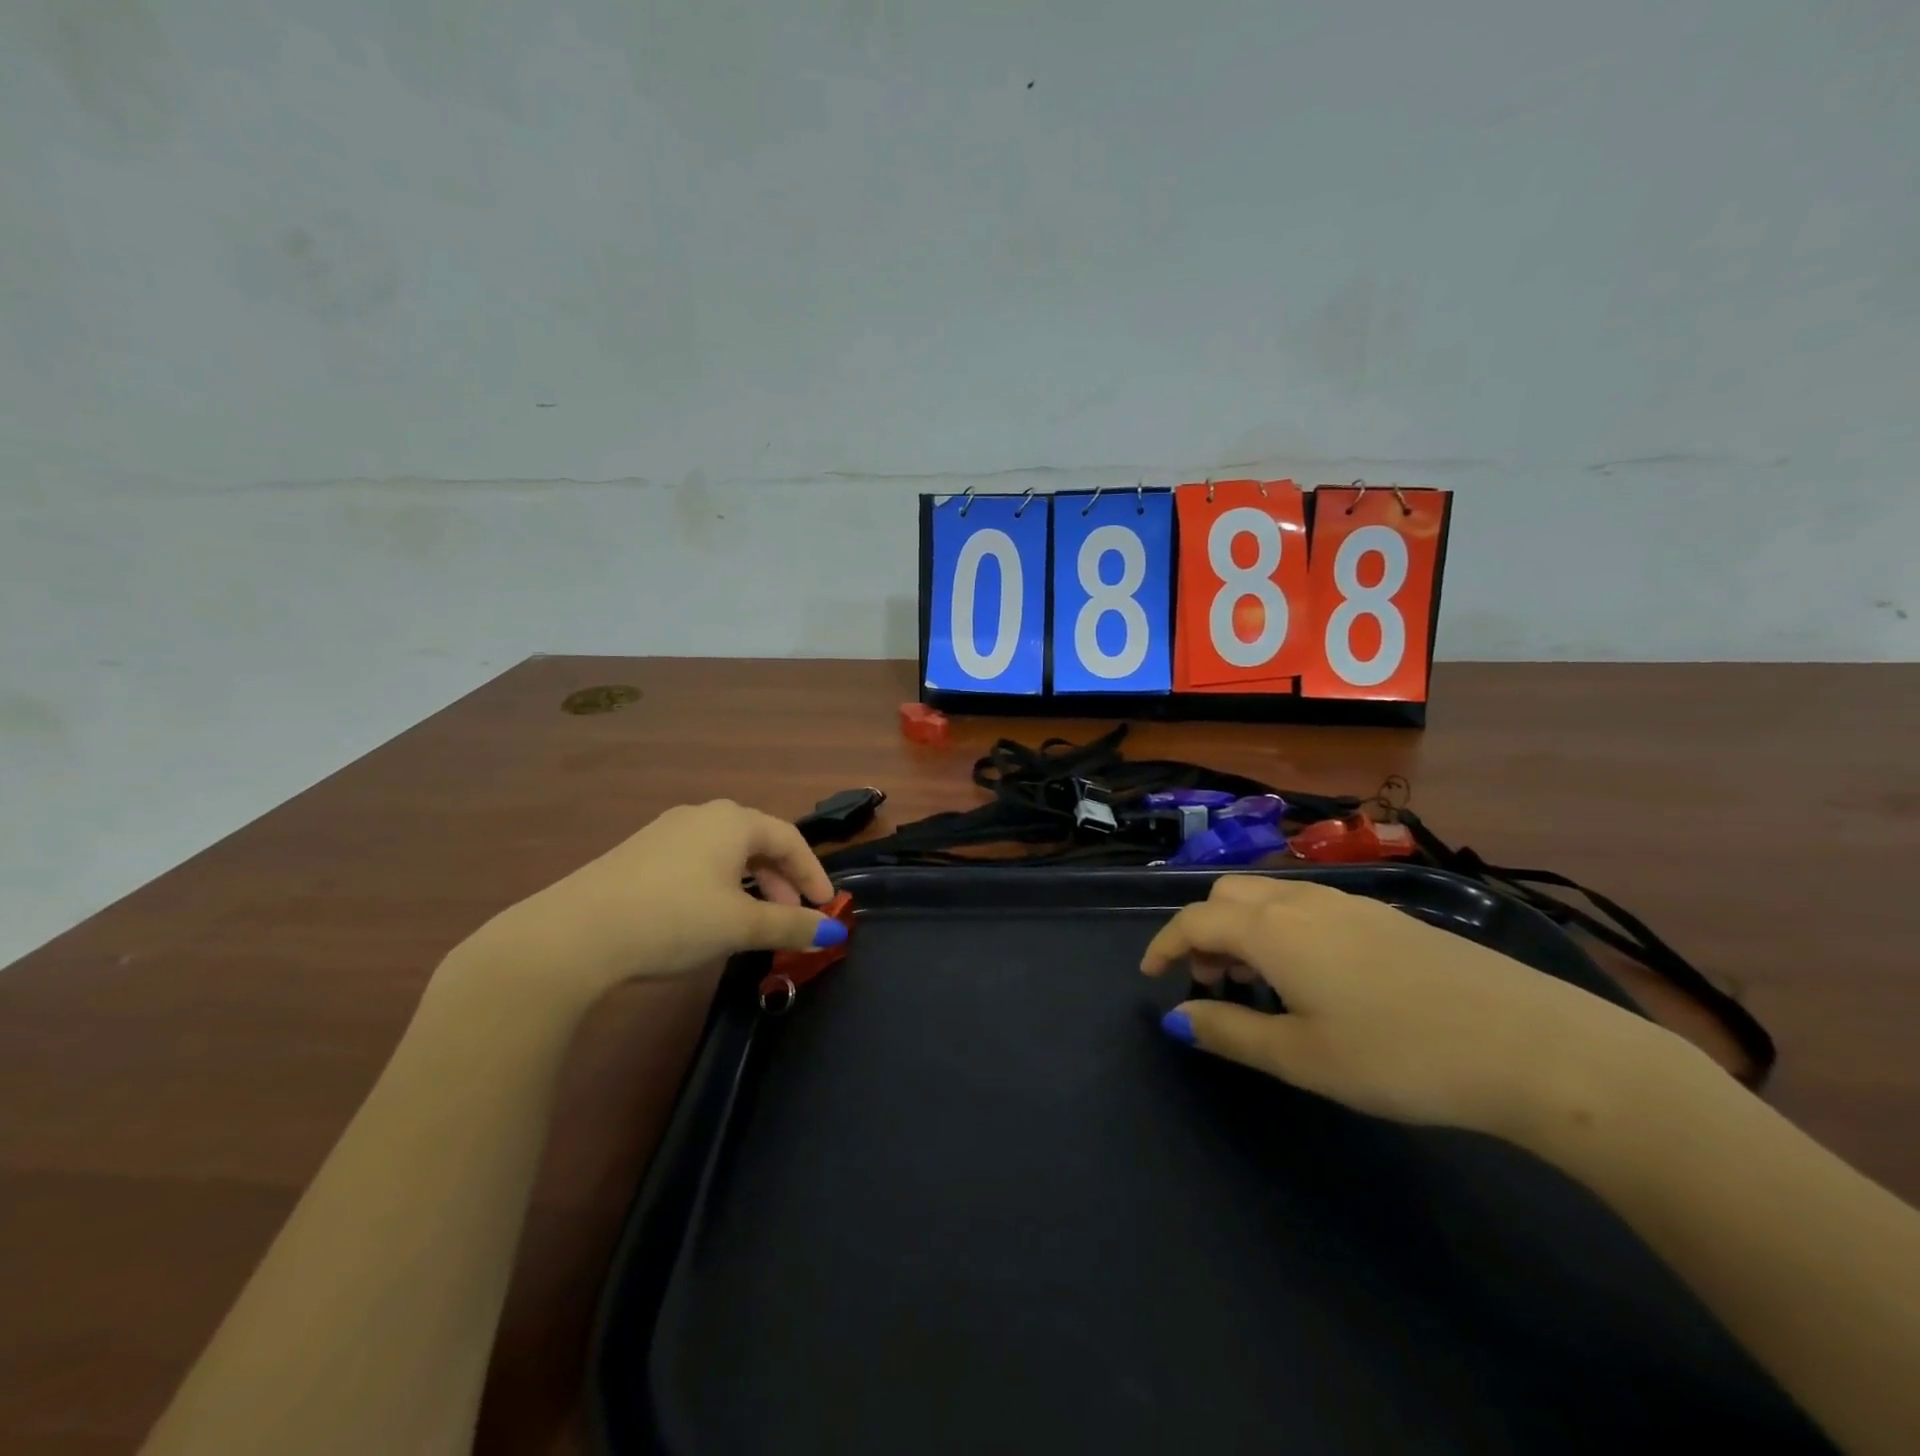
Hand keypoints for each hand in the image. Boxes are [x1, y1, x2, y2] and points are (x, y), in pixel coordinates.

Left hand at [479, 800, 843, 1002]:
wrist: (573, 934)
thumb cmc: (673, 919)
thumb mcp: (740, 926)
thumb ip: (791, 926)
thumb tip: (833, 931)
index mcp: (734, 821)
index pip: (790, 839)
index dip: (813, 873)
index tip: (825, 907)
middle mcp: (702, 815)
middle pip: (757, 842)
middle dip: (781, 880)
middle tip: (792, 916)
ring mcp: (666, 831)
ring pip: (725, 852)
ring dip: (750, 883)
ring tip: (752, 920)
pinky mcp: (639, 853)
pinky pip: (696, 860)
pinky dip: (718, 884)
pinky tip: (707, 914)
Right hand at [1141, 875, 1693, 1144]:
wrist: (1532, 1044)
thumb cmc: (1398, 1055)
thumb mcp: (1301, 1057)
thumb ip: (1229, 1032)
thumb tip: (1176, 1018)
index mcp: (1272, 929)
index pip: (1194, 920)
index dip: (1163, 945)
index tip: (1151, 976)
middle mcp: (1302, 901)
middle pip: (1227, 897)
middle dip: (1204, 933)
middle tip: (1212, 985)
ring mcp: (1350, 903)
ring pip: (1270, 898)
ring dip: (1243, 931)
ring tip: (1260, 987)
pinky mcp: (1387, 917)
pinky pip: (1308, 907)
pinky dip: (1283, 931)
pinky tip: (1315, 979)